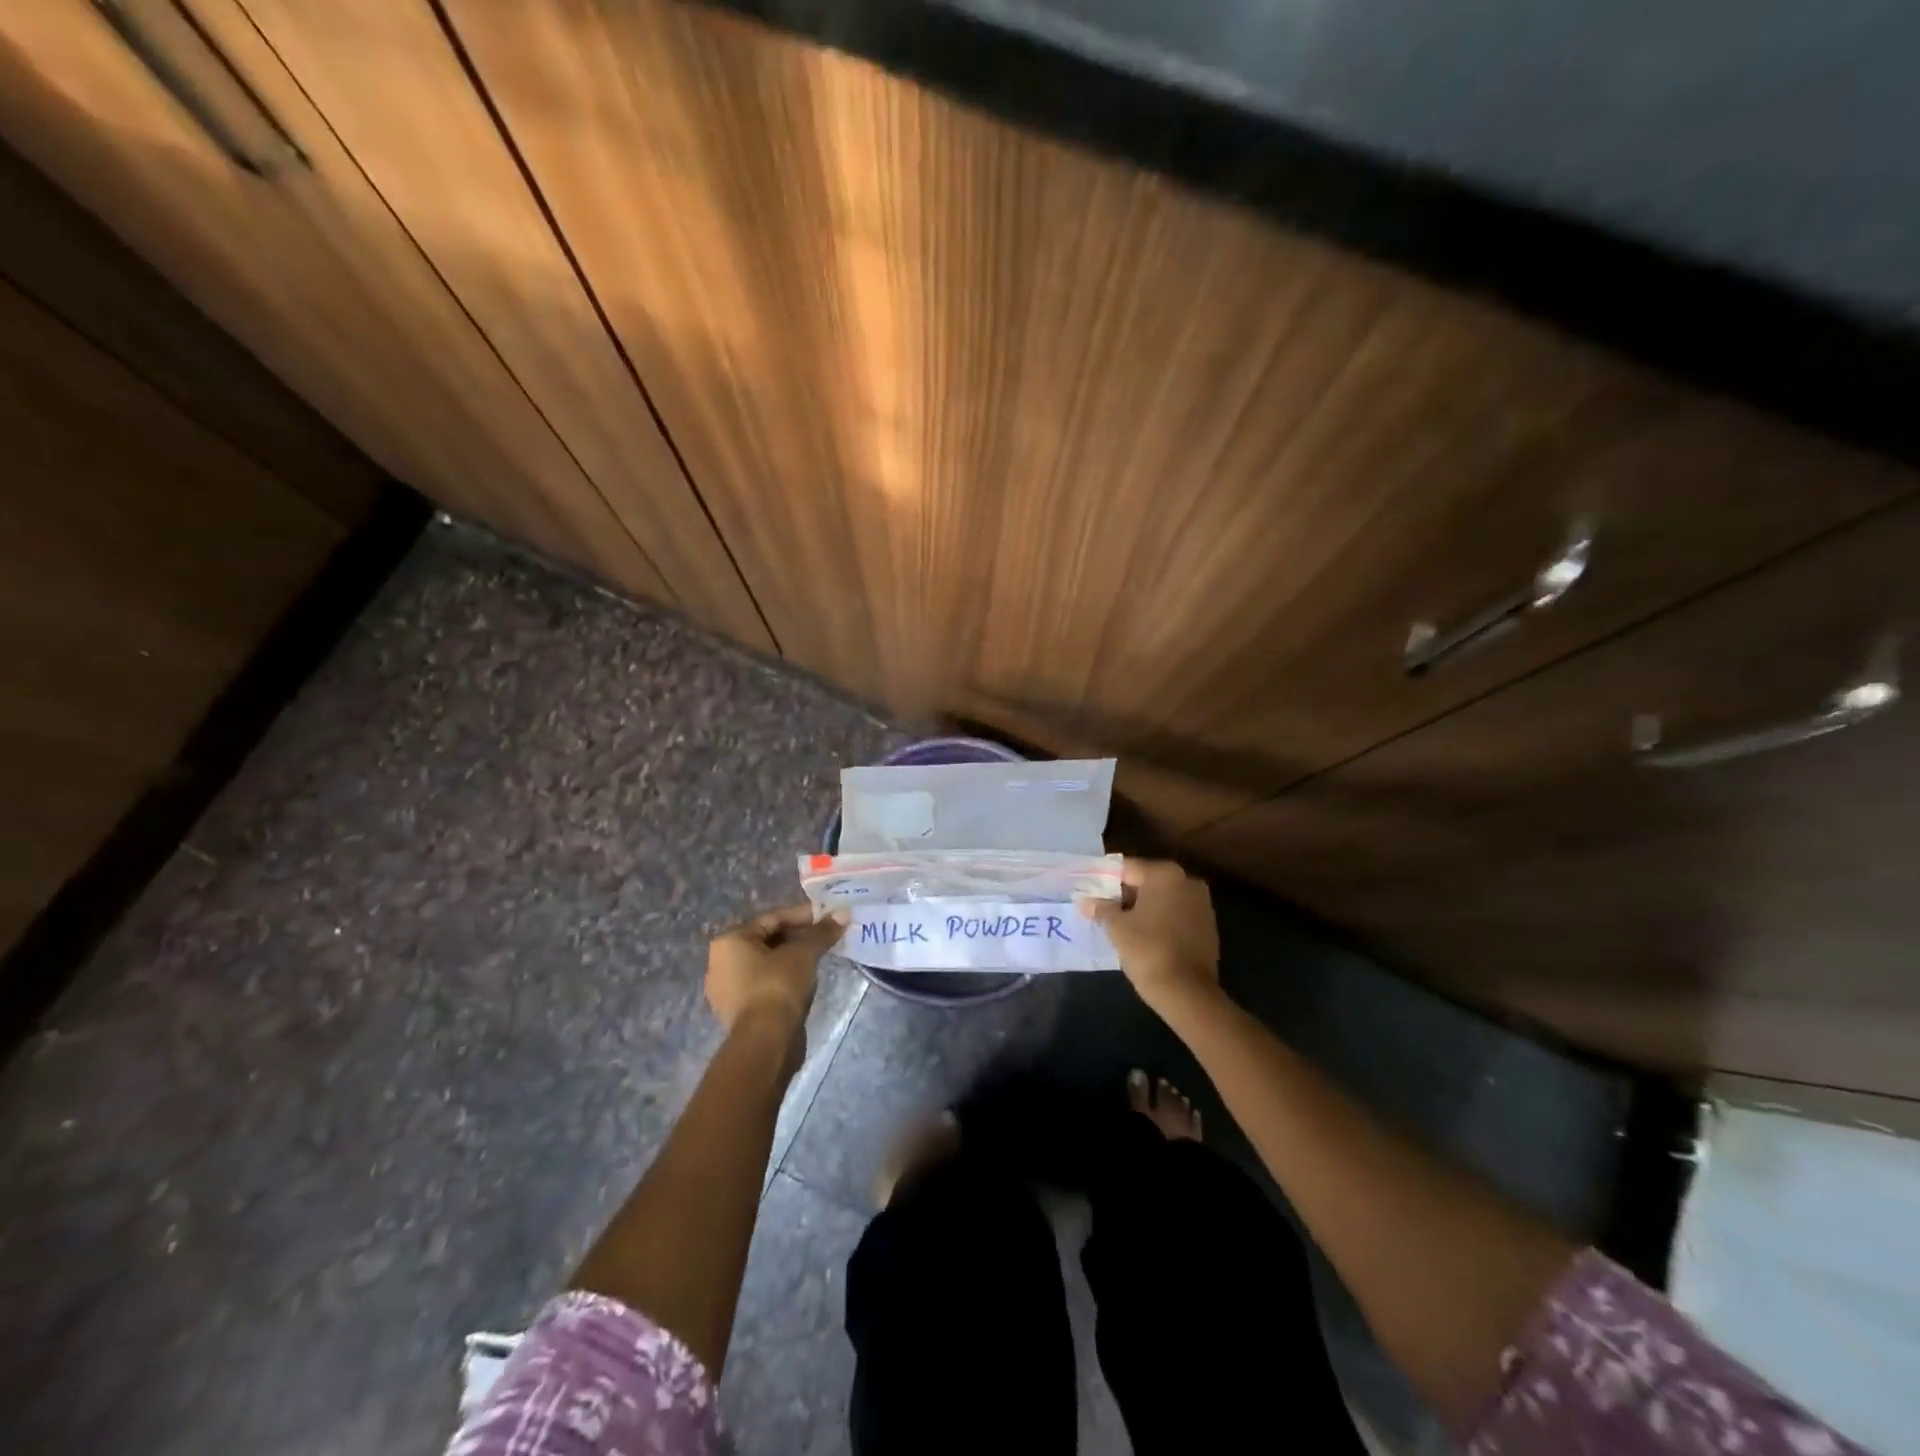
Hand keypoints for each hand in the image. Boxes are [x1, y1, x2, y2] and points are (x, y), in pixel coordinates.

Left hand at [706, 905, 847, 1042]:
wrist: (766, 1042)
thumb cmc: (778, 986)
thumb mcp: (803, 954)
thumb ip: (822, 932)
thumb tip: (844, 913)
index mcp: (729, 942)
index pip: (771, 919)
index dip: (802, 915)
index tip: (827, 916)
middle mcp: (720, 963)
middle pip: (767, 940)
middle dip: (798, 936)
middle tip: (825, 936)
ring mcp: (727, 991)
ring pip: (766, 964)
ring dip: (792, 958)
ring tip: (820, 956)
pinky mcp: (739, 1012)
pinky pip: (764, 984)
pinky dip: (784, 977)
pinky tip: (806, 979)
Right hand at [1078, 859, 1219, 1014]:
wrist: (1187, 992)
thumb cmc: (1147, 950)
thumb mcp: (1116, 927)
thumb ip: (1101, 908)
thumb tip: (1084, 901)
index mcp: (1165, 874)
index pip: (1127, 868)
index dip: (1106, 880)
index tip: (1090, 892)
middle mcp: (1187, 881)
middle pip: (1147, 881)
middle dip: (1124, 894)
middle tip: (1102, 909)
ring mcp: (1201, 904)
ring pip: (1163, 899)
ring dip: (1142, 908)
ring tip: (1119, 924)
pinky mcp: (1208, 926)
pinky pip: (1176, 915)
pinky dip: (1159, 920)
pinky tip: (1143, 936)